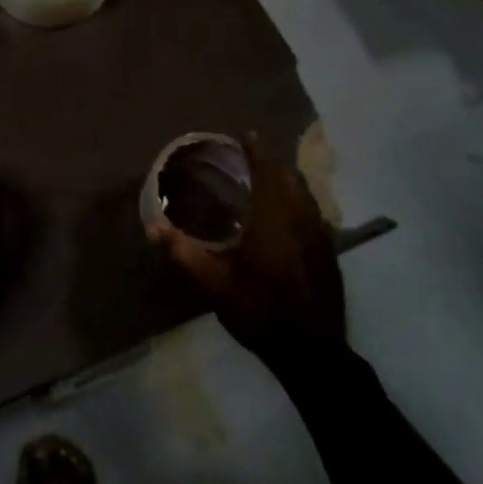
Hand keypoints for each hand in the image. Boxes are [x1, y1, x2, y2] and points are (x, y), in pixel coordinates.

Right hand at [149, 132, 344, 368]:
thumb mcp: (213, 283)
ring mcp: (321, 236)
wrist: (311, 349)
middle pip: (290, 178)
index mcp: (274, 219)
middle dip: (272, 162)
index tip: (247, 134)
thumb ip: (182, 252)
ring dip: (287, 180)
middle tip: (253, 154)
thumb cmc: (259, 310)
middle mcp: (302, 219)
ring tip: (269, 177)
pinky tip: (287, 214)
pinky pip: (313, 212)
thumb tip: (152, 227)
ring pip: (305, 195)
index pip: (268, 172)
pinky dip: (298, 200)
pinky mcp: (329, 253)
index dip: (258, 151)